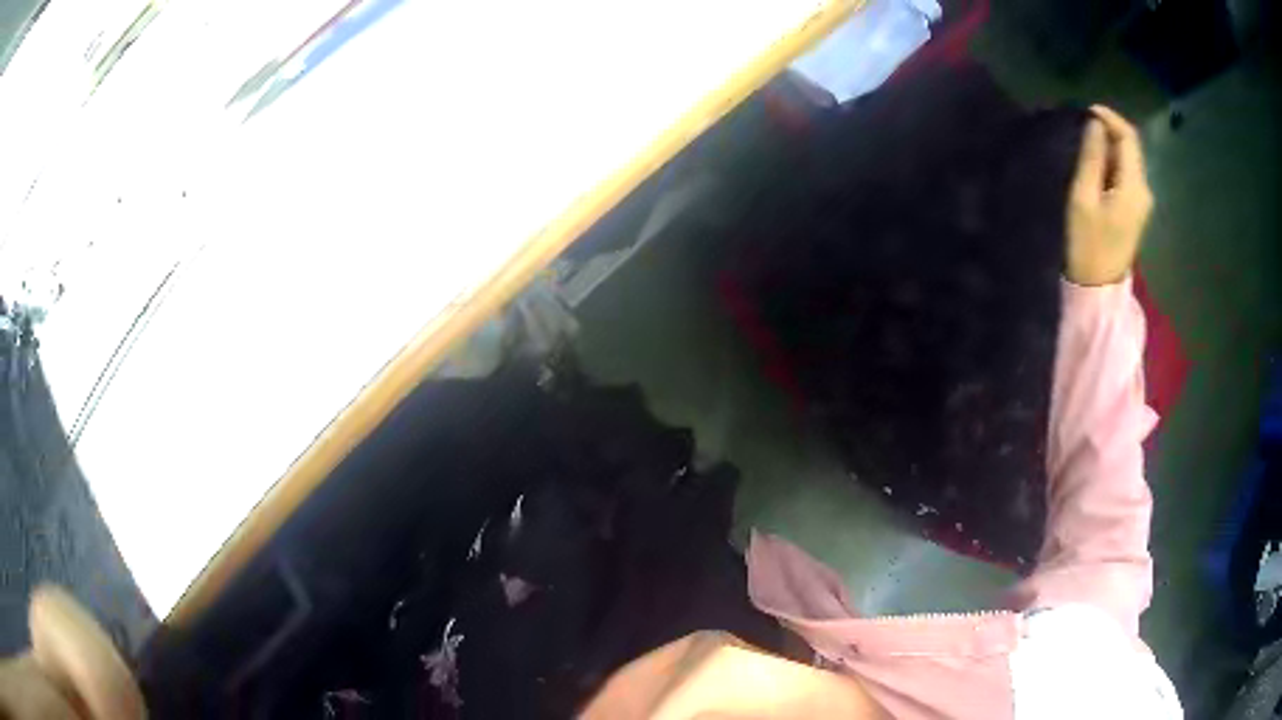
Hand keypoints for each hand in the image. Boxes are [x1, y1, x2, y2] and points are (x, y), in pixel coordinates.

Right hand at [1065, 105, 1153, 285]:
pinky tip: (1097, 164)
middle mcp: (1144, 190)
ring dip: (1110, 145)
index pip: (1129, 137)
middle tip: (1083, 126)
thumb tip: (1095, 125)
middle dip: (1109, 130)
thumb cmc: (1088, 244)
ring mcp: (1142, 201)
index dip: (1109, 117)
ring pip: (1129, 159)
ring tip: (1086, 143)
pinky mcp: (1136, 208)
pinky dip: (1113, 161)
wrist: (1098, 289)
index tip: (1086, 111)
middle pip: (1131, 146)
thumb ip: (1092, 158)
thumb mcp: (1084, 198)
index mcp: (1134, 186)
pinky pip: (1127, 173)